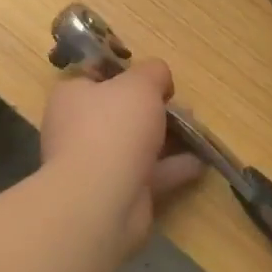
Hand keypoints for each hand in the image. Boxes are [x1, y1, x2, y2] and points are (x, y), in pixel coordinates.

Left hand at [38, 61, 203, 252]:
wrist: (101, 200)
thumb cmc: (114, 127)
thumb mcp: (140, 83)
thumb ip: (154, 72)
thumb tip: (160, 79)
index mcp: (72, 96)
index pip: (95, 76)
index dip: (124, 72)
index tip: (151, 76)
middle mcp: (78, 129)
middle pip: (120, 111)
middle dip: (153, 108)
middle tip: (181, 105)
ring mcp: (97, 164)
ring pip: (136, 144)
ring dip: (167, 137)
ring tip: (197, 129)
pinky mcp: (117, 193)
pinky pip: (149, 174)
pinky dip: (173, 167)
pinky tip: (200, 162)